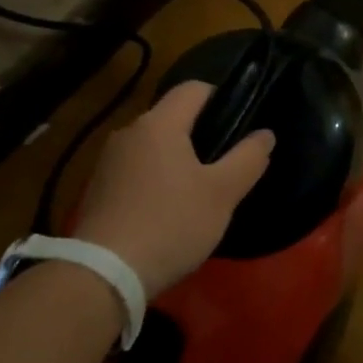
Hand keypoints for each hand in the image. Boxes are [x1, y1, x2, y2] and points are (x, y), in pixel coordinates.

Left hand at [75, 80, 274, 297]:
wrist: (104, 274)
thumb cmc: (171, 224)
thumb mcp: (222, 194)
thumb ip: (248, 158)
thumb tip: (265, 134)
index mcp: (159, 123)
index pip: (194, 88)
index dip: (221, 97)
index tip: (240, 124)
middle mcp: (129, 132)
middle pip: (172, 117)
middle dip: (200, 133)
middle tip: (225, 164)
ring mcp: (108, 161)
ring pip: (153, 146)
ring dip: (176, 159)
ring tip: (198, 191)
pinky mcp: (97, 189)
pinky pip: (136, 170)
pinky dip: (155, 180)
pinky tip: (167, 211)